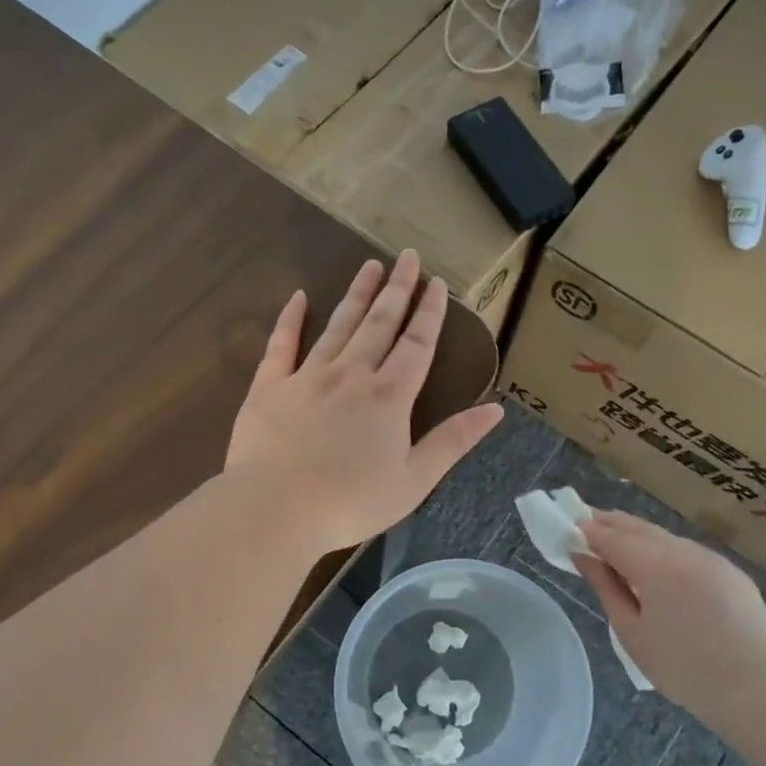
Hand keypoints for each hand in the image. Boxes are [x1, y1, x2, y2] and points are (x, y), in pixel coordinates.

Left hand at [226, 252, 503, 551]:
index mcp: (389, 397)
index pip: (417, 344)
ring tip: (370, 266)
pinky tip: (298, 297)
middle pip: (379, 324)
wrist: (276, 509)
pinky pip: (281, 344)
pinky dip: (290, 319)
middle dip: (397, 289)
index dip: (429, 313)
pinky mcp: (269, 386)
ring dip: (357, 294)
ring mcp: (308, 376)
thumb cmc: (350, 502)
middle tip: (407, 257)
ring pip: (338, 326)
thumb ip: (453, 441)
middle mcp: (351, 374)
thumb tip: (496, 410)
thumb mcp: (414, 480)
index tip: (437, 283)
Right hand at [573, 512, 765, 718]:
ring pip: (665, 537)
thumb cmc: (681, 667)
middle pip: (639, 527)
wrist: (754, 690)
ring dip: (639, 535)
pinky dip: (666, 551)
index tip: (569, 528)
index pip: (612, 536)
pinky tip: (660, 567)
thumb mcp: (630, 631)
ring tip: (619, 545)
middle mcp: (684, 551)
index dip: (588, 531)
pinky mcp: (732, 572)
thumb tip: (582, 556)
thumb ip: (605, 586)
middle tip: (587, 524)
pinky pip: (689, 552)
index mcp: (655, 565)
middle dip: (611, 524)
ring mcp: (712, 558)